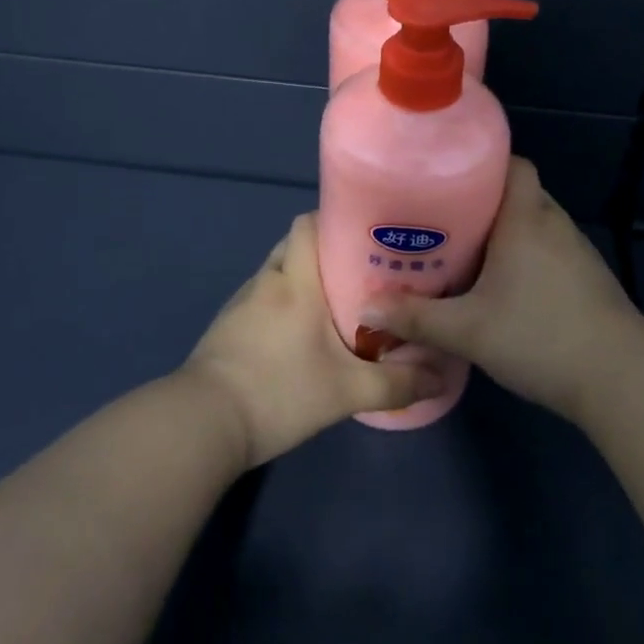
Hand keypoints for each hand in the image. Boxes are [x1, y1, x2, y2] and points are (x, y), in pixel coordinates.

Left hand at [184, 213, 444, 468]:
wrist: (203, 424)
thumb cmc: (279, 391)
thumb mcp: (345, 392)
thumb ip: (396, 385)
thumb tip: (441, 379)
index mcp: (295, 280)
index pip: (308, 223)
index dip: (334, 220)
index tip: (365, 233)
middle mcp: (267, 280)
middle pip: (295, 244)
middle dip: (325, 252)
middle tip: (360, 272)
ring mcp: (242, 302)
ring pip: (278, 273)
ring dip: (303, 280)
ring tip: (337, 303)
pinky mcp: (227, 327)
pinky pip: (262, 299)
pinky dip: (282, 304)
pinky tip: (300, 335)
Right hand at [358, 158, 643, 423]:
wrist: (621, 378)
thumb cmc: (540, 336)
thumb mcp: (468, 330)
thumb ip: (417, 318)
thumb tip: (365, 311)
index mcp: (525, 217)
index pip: (512, 163)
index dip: (482, 163)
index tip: (447, 176)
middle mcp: (553, 222)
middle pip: (517, 191)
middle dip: (482, 200)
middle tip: (442, 218)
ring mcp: (575, 250)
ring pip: (533, 222)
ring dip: (505, 231)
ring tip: (465, 250)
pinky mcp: (587, 277)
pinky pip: (548, 248)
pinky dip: (525, 254)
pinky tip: (504, 285)